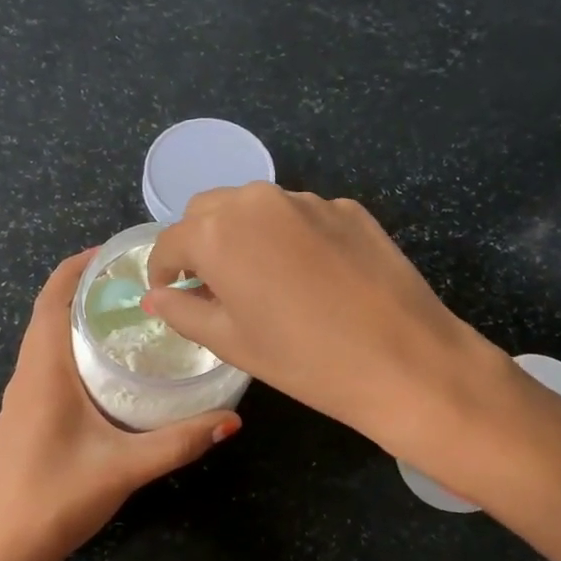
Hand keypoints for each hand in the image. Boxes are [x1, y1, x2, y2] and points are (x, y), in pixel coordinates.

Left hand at [0, 251, 240, 560]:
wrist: (5, 551)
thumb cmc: (59, 499)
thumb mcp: (127, 467)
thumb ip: (180, 442)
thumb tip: (232, 419)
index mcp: (43, 372)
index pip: (52, 299)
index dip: (77, 268)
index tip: (113, 252)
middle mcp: (25, 377)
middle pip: (47, 315)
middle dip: (83, 291)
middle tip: (133, 284)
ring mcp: (17, 402)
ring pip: (43, 344)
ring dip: (74, 323)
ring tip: (122, 320)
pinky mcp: (19, 423)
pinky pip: (42, 370)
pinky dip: (68, 353)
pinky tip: (100, 375)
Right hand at [144, 184, 510, 455]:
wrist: (405, 360)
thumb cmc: (303, 359)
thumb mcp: (231, 342)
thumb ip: (183, 312)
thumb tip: (155, 297)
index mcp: (218, 233)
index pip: (170, 242)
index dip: (163, 270)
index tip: (170, 294)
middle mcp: (257, 202)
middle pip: (208, 211)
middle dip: (199, 243)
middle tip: (212, 286)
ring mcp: (307, 200)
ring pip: (254, 207)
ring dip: (243, 235)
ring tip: (261, 280)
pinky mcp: (348, 208)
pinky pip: (299, 215)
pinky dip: (287, 236)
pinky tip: (309, 277)